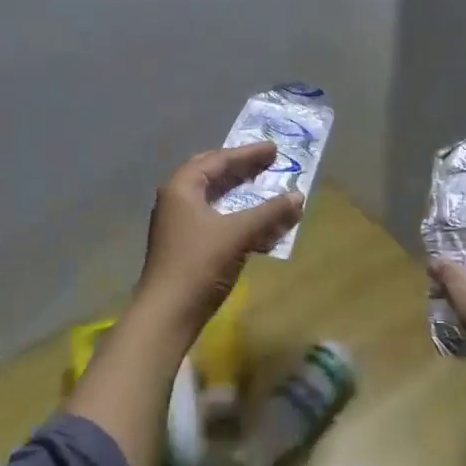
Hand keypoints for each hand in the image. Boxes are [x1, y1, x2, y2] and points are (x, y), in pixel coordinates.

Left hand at [137, 143, 303, 336]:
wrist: (167, 315)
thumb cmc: (199, 265)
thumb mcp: (238, 234)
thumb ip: (270, 213)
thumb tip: (299, 196)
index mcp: (182, 188)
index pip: (218, 160)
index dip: (248, 154)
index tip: (274, 150)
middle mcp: (176, 200)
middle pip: (212, 176)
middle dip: (241, 170)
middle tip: (268, 165)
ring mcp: (178, 225)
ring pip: (214, 200)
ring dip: (241, 196)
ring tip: (267, 192)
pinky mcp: (184, 247)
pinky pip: (215, 221)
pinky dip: (236, 219)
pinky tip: (258, 229)